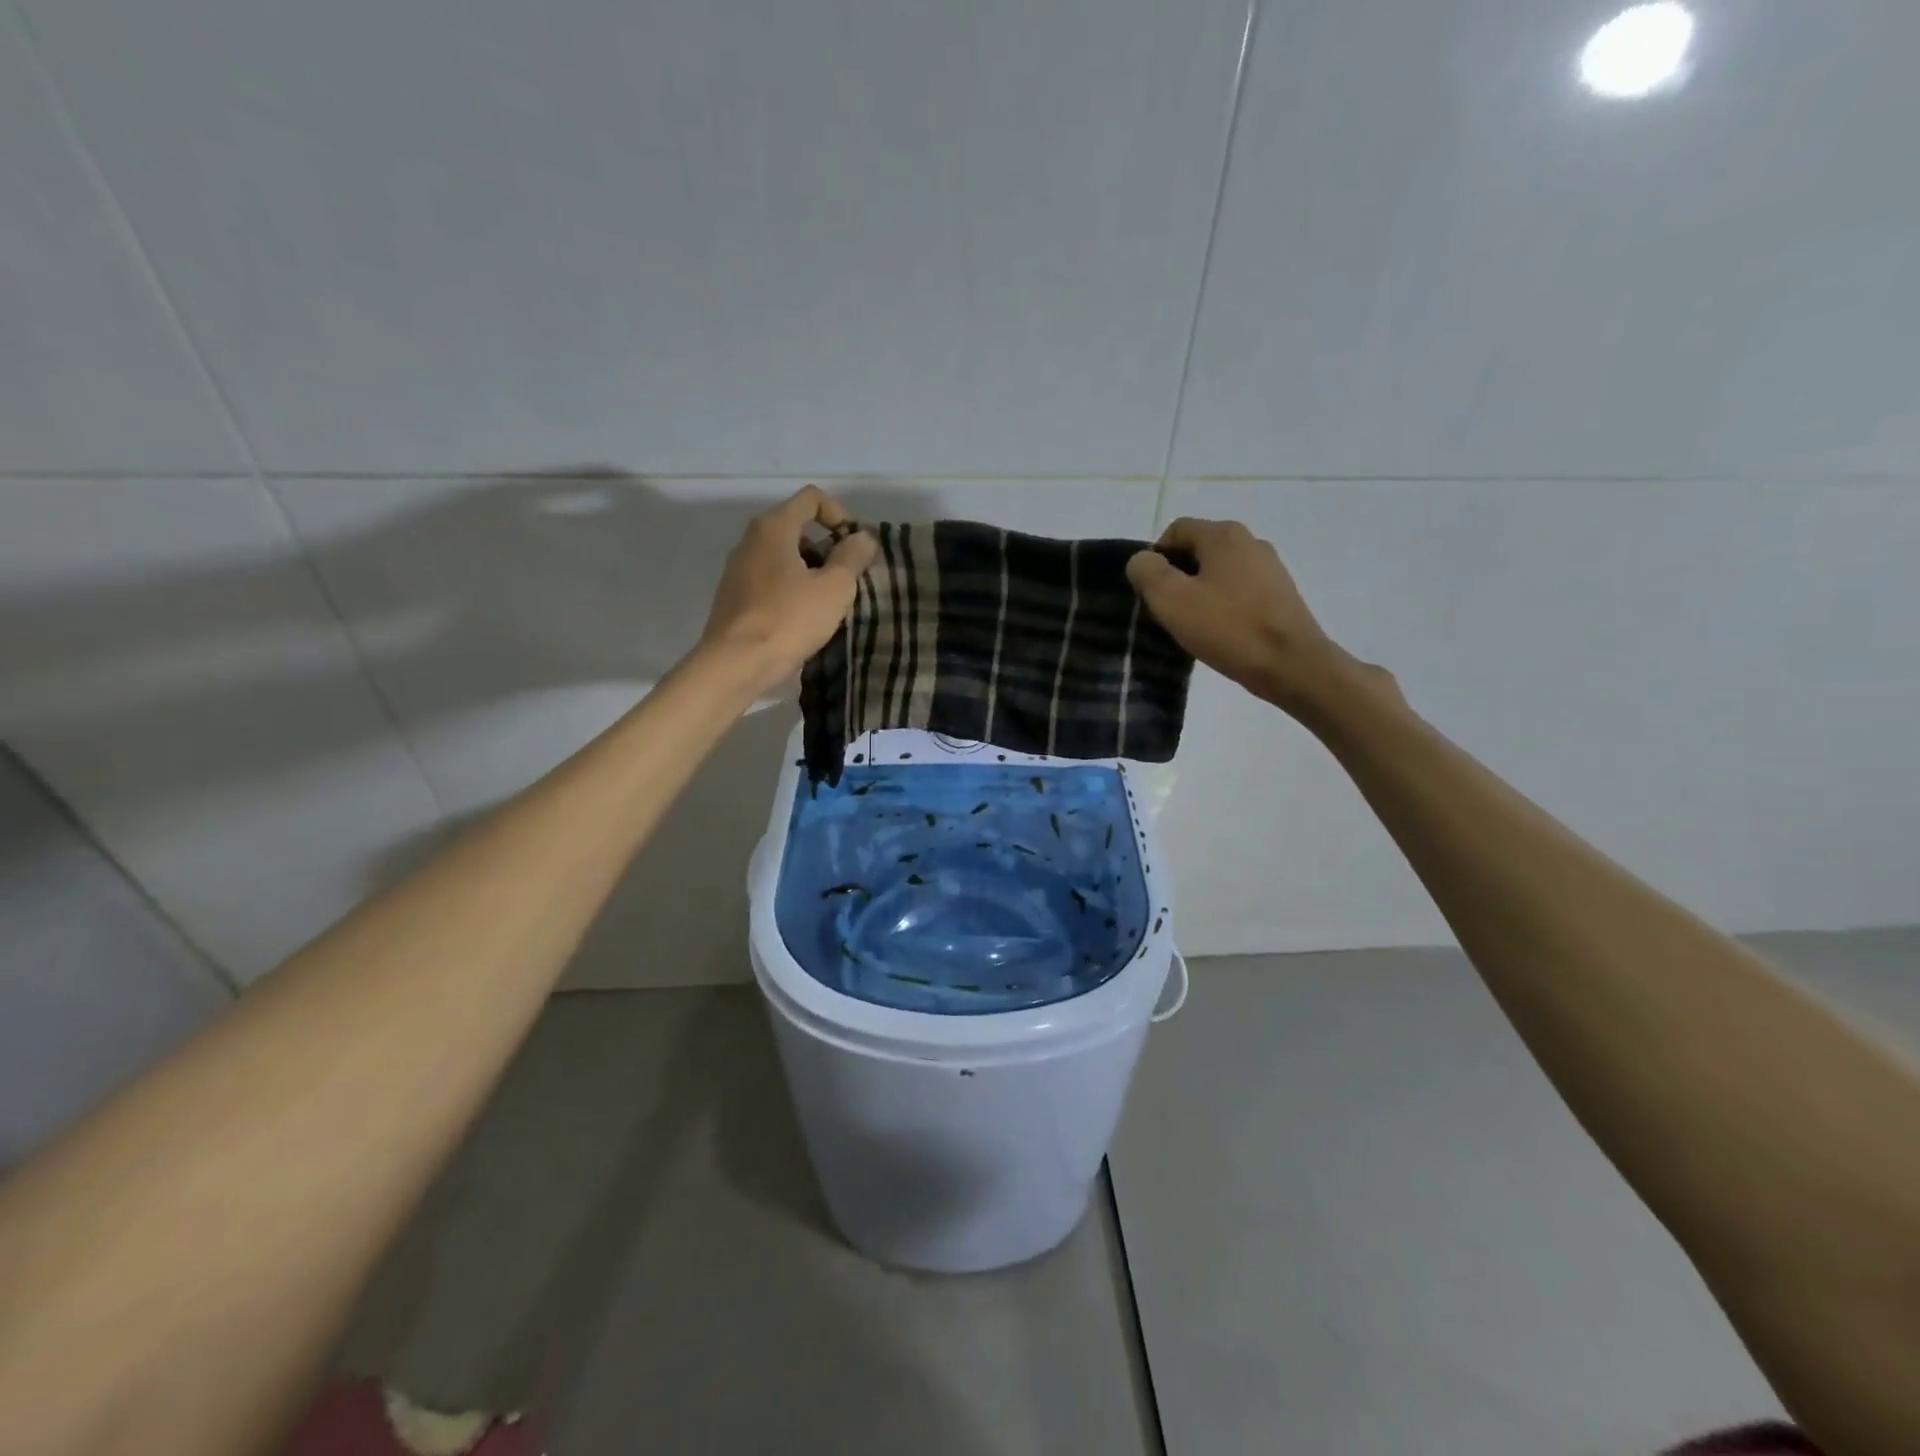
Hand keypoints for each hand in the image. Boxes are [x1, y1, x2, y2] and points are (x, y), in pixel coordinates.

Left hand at [697, 485, 876, 696]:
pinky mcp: (735, 596)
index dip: (840, 515)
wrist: (736, 663)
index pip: (811, 498)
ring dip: (811, 571)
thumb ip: (852, 556)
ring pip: (784, 556)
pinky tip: (804, 617)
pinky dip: (792, 588)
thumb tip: (863, 537)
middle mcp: (751, 540)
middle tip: (848, 577)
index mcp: (774, 527)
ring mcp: (739, 568)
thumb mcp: (835, 588)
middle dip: (827, 547)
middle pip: (797, 527)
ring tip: (829, 602)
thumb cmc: (789, 619)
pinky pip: (771, 580)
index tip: (854, 547)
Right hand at [1126, 518, 1351, 712]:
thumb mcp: (1171, 600)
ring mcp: (1269, 567)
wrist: (1291, 665)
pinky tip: (1220, 632)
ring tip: (1193, 626)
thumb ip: (1147, 572)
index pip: (1175, 530)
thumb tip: (1142, 560)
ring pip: (1218, 572)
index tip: (1151, 594)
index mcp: (1223, 534)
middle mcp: (1250, 541)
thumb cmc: (1227, 628)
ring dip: (1199, 593)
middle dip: (1177, 577)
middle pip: (1198, 550)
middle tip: (1168, 612)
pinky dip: (1223, 606)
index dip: (1155, 559)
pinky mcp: (1280, 593)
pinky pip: (1238, 590)